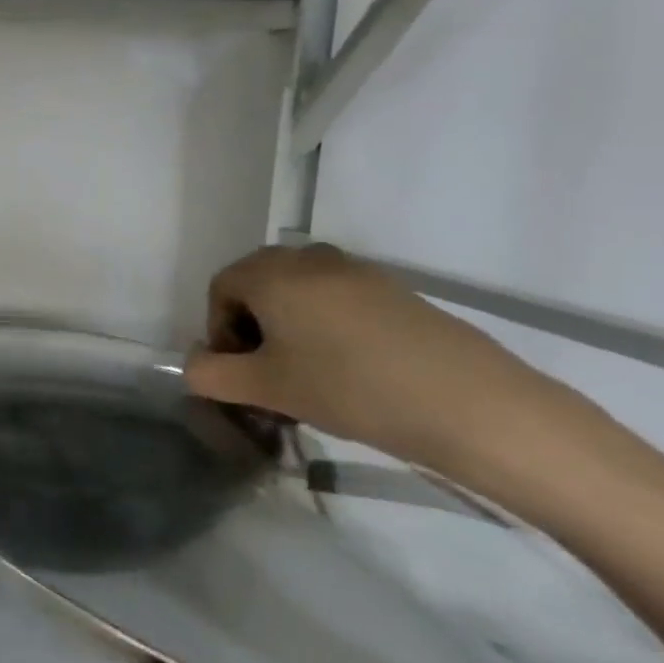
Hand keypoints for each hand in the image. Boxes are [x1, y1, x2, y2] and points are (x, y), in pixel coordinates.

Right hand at [183, 244, 575, 476]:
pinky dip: (325, 324)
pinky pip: (337, 298)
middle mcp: (310, 259)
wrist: (468, 403)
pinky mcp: (394, 290)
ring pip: (299, 290)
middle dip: (250, 325)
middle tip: (266, 370)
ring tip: (306, 371)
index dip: (217, 330)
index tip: (238, 371)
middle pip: (258, 283)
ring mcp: (358, 271)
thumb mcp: (264, 388)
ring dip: (287, 324)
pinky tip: (348, 367)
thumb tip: (195, 365)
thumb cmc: (347, 388)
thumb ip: (210, 375)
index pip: (220, 288)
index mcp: (272, 273)